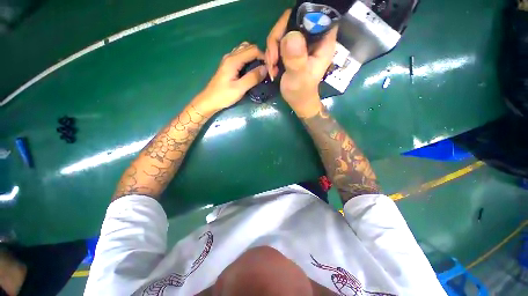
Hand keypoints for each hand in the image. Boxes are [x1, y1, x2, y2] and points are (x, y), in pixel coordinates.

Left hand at [195, 42, 266, 113]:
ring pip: (244, 50)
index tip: (270, 68)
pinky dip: (248, 59)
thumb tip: (265, 69)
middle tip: (266, 68)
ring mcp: (228, 60)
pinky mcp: (228, 65)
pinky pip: (240, 56)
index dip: (263, 57)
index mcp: (233, 60)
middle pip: (249, 47)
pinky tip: (251, 69)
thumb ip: (252, 78)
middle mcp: (230, 56)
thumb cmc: (224, 96)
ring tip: (260, 68)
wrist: (209, 100)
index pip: (253, 50)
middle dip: (259, 55)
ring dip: (254, 56)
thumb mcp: (239, 88)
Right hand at [265, 10, 337, 117]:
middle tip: (272, 58)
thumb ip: (296, 59)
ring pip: (282, 31)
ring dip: (272, 48)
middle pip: (292, 20)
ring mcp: (301, 43)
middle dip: (277, 38)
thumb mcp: (299, 77)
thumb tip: (290, 36)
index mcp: (323, 41)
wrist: (297, 100)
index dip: (297, 20)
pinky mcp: (292, 48)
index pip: (313, 15)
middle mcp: (312, 38)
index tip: (284, 38)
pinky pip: (278, 41)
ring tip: (272, 67)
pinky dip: (271, 53)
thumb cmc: (301, 92)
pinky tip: (272, 67)